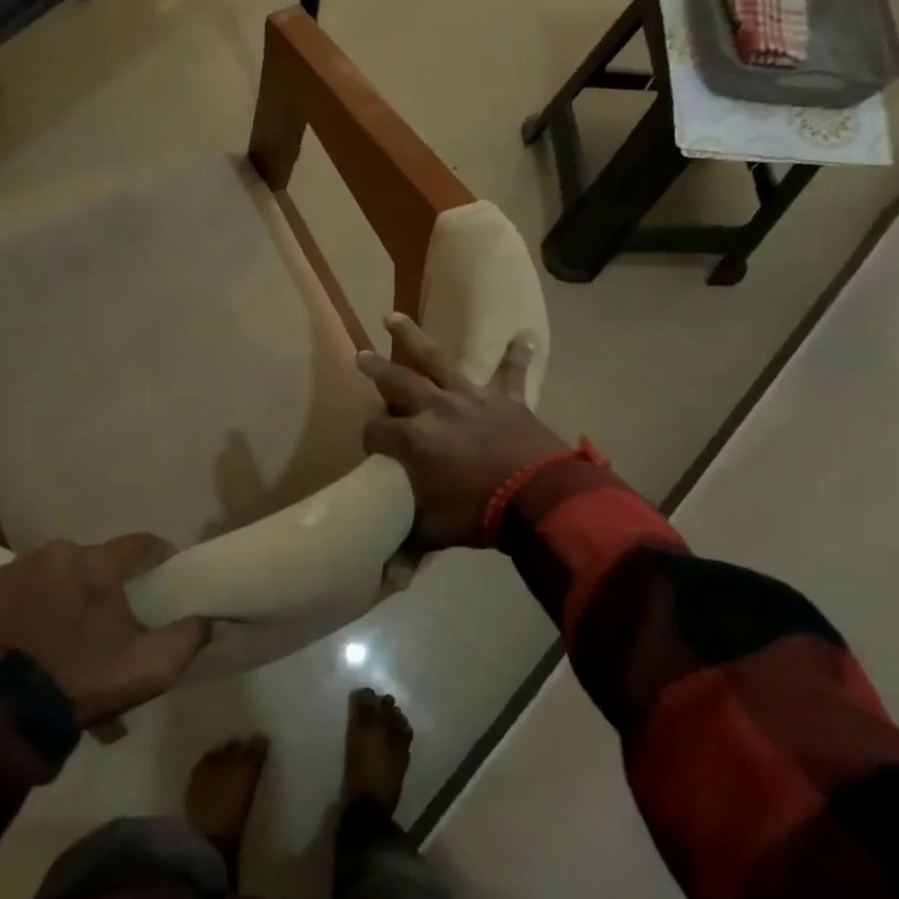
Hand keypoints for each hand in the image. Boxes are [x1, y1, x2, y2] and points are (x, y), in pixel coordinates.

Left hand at [0, 535, 207, 725]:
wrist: (5, 711)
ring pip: (63, 567)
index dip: (158, 558)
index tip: (164, 578)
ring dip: (72, 586)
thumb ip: (189, 636)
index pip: (143, 544)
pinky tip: (39, 624)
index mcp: (99, 565)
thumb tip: (210, 617)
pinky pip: (29, 579)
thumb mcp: (151, 668)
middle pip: (99, 558)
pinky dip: (38, 595)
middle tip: (112, 615)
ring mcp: (22, 565)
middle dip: (109, 580)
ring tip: (71, 623)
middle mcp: (61, 552)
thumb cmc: (84, 682)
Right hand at [358, 313, 568, 557]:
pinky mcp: (506, 399)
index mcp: (413, 439)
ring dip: (414, 338)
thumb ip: (408, 549)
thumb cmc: (479, 514)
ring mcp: (471, 398)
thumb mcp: (436, 532)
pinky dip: (517, 355)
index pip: (376, 431)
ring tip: (393, 317)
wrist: (539, 498)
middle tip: (359, 356)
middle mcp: (435, 409)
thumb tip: (389, 582)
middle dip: (375, 370)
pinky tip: (525, 335)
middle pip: (397, 382)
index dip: (370, 439)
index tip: (372, 449)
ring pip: (438, 361)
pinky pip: (511, 372)